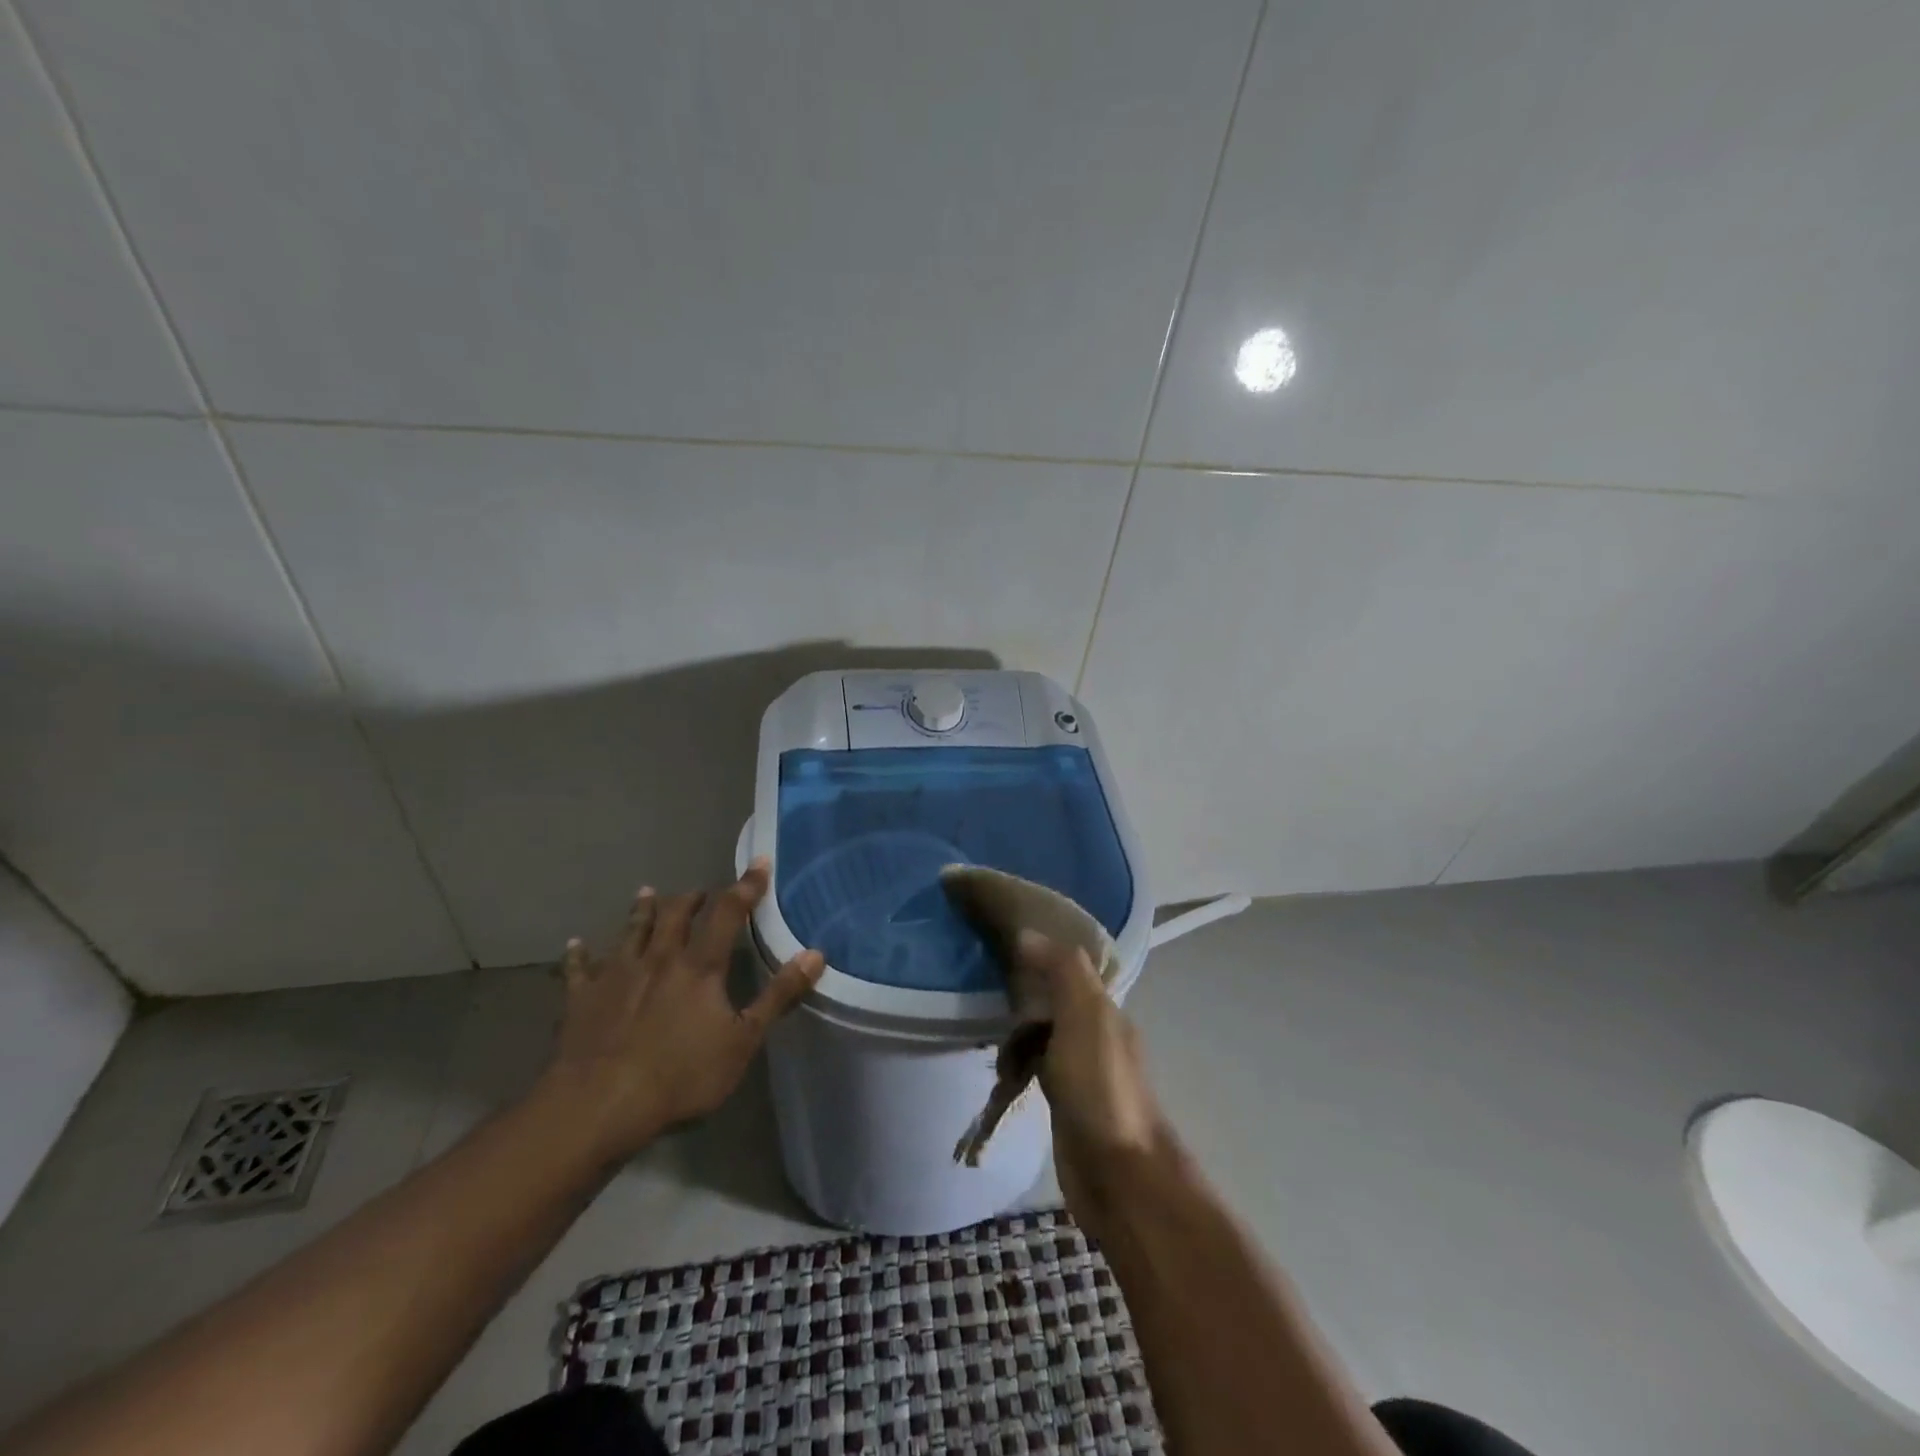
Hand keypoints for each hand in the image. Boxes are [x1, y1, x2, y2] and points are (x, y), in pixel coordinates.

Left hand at [538, 858, 823, 1163]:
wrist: (600, 1104)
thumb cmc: (681, 1076)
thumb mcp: (743, 1041)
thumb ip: (778, 996)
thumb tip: (815, 954)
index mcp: (700, 966)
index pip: (728, 913)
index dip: (746, 887)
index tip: (759, 863)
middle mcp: (659, 958)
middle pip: (675, 915)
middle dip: (691, 898)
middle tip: (700, 891)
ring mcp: (616, 975)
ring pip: (631, 931)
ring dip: (641, 910)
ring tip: (647, 892)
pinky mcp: (582, 998)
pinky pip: (578, 969)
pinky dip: (579, 954)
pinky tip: (576, 943)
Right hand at [1017, 929, 1169, 1236]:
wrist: (1117, 1175)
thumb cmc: (1100, 1087)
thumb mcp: (1084, 1015)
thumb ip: (1061, 970)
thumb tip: (1027, 935)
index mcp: (1105, 1010)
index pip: (1069, 967)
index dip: (1040, 954)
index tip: (1002, 945)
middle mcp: (1096, 1034)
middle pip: (1052, 1001)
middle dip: (1022, 998)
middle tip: (987, 998)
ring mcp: (1081, 1071)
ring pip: (1041, 1036)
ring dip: (1016, 1038)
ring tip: (991, 1045)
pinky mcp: (1065, 1104)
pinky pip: (1035, 1069)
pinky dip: (1017, 1067)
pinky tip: (1001, 1076)